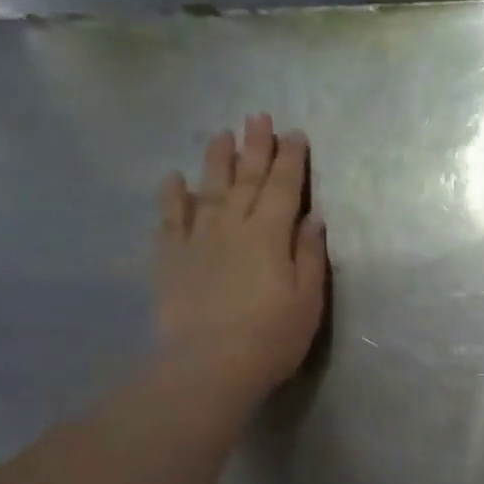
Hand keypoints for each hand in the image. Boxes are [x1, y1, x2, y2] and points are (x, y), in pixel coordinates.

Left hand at [156, 114, 327, 404]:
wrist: (209, 366)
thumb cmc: (272, 336)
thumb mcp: (308, 298)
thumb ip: (309, 254)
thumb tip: (313, 218)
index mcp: (271, 235)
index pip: (285, 188)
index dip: (291, 160)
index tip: (295, 134)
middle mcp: (234, 227)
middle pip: (248, 180)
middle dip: (255, 147)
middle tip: (258, 117)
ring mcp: (198, 240)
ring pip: (209, 190)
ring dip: (217, 160)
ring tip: (221, 133)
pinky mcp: (171, 259)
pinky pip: (170, 219)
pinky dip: (172, 197)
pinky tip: (173, 179)